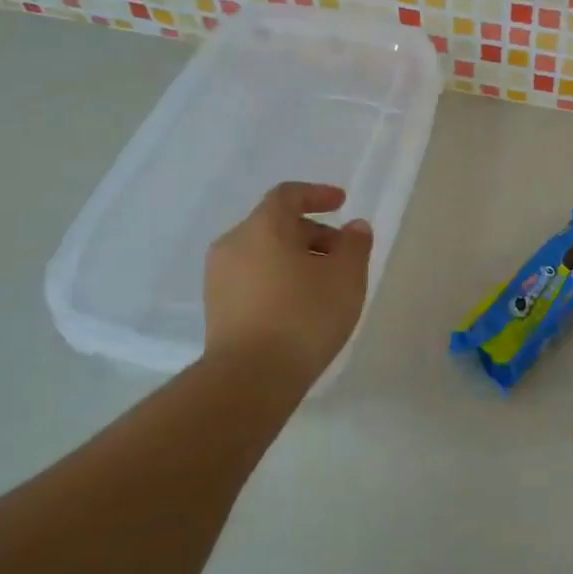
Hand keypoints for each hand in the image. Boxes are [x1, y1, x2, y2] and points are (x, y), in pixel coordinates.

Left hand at [203, 182, 372, 380]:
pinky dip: (278, 280)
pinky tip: (301, 306)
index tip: (342, 202)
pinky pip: (253, 279)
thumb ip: (355, 245)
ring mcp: (219, 278)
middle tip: (343, 255)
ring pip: (264, 254)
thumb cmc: (303, 316)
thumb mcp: (346, 277)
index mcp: (262, 227)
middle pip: (276, 225)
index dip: (317, 194)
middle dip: (313, 233)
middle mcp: (234, 244)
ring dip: (296, 259)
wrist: (249, 379)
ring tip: (325, 285)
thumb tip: (354, 227)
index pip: (288, 195)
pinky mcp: (217, 309)